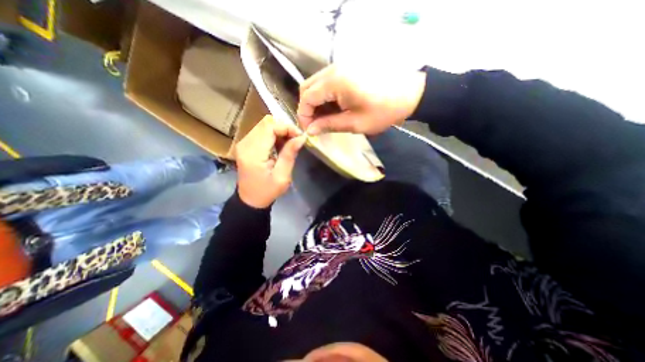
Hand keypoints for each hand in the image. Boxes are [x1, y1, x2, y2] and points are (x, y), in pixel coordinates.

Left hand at [236, 114, 307, 207]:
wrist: (250, 200)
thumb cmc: (267, 191)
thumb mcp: (282, 176)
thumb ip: (289, 154)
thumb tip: (301, 137)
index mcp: (253, 153)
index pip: (269, 127)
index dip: (286, 127)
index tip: (299, 136)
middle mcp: (245, 144)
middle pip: (266, 123)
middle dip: (284, 128)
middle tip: (295, 140)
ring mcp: (243, 143)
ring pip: (264, 125)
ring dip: (279, 131)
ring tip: (289, 144)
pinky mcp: (245, 145)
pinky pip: (261, 132)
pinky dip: (273, 135)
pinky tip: (279, 146)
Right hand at [299, 63, 426, 135]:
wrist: (410, 94)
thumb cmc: (383, 111)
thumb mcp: (354, 123)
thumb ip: (329, 125)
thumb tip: (310, 131)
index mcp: (335, 82)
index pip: (307, 97)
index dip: (304, 116)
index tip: (309, 130)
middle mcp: (334, 69)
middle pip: (307, 87)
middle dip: (307, 108)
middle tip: (316, 124)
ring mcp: (340, 66)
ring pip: (316, 84)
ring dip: (316, 102)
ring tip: (325, 118)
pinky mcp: (347, 69)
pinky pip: (327, 82)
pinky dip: (325, 96)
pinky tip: (333, 107)